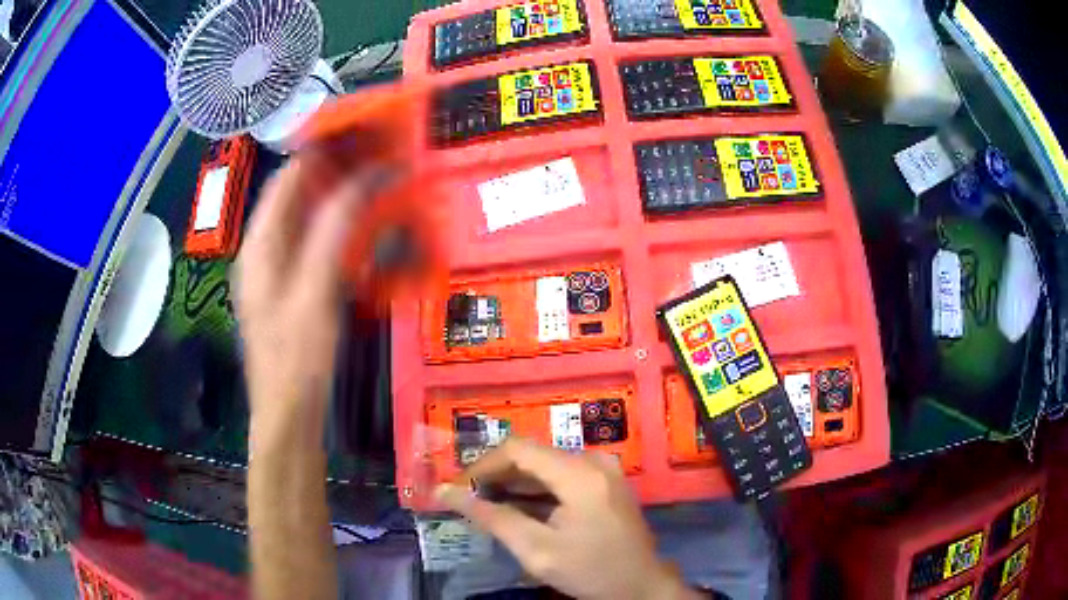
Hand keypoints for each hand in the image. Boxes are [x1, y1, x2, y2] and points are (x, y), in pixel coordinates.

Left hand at [236, 159, 361, 447]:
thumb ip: (334, 231)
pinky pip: (318, 244)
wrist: (290, 414)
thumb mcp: (315, 292)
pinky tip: (367, 228)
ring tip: (381, 181)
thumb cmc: (296, 357)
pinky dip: (341, 229)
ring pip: (310, 219)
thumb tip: (364, 178)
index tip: (361, 131)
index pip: (287, 178)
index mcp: (261, 244)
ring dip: (343, 198)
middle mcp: (265, 249)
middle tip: (381, 155)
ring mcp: (279, 269)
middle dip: (338, 171)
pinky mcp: (295, 287)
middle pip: (299, 195)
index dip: (320, 149)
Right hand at [435, 438, 698, 599]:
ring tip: (484, 504)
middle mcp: (593, 461)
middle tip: (466, 499)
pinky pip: (561, 475)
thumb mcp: (536, 550)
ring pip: (545, 464)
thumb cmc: (590, 571)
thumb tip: (445, 492)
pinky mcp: (604, 481)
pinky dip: (535, 489)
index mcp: (580, 474)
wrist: (641, 585)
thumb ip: (491, 518)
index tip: (457, 488)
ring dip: (513, 482)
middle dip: (495, 475)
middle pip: (532, 455)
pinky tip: (516, 508)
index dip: (481, 465)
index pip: (517, 449)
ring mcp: (602, 470)